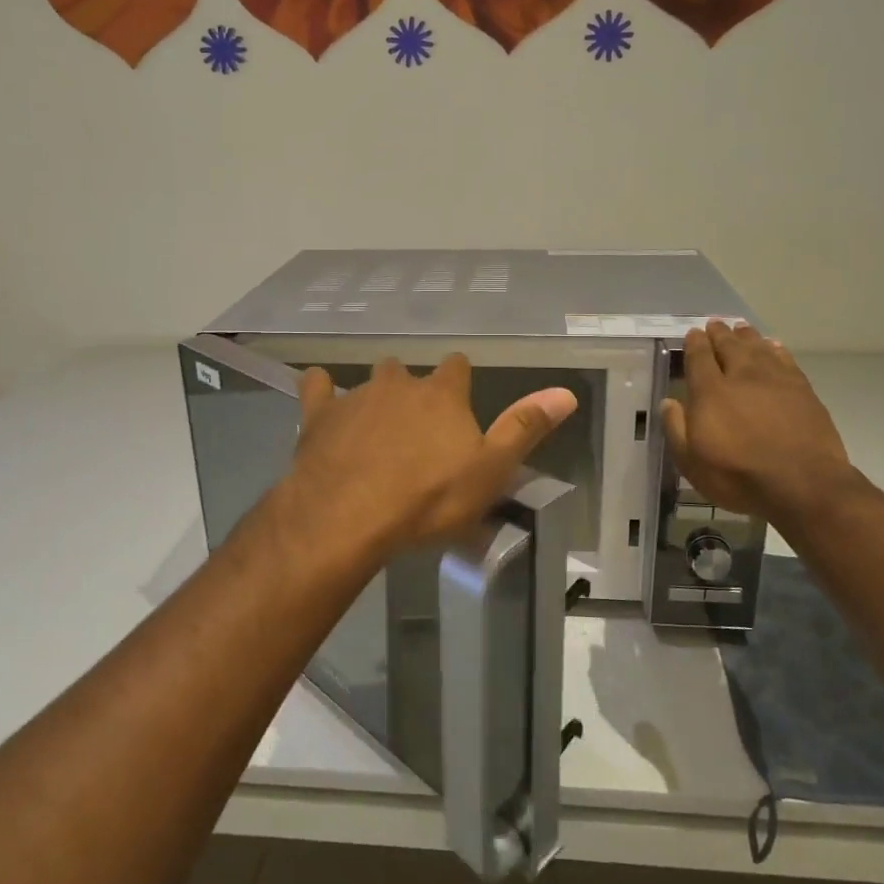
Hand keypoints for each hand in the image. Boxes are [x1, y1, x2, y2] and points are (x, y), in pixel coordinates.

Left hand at [282, 354, 577, 566]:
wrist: (349, 515)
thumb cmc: (428, 499)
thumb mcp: (490, 471)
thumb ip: (525, 429)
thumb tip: (565, 392)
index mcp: (443, 395)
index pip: (458, 368)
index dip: (460, 381)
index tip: (459, 401)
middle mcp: (400, 383)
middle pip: (410, 373)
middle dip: (414, 392)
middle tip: (416, 428)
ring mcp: (356, 396)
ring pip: (370, 383)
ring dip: (375, 399)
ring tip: (375, 430)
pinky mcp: (319, 414)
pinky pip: (317, 387)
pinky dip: (320, 390)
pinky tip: (320, 399)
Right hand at [659, 323, 859, 533]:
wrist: (802, 483)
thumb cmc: (738, 476)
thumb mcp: (692, 462)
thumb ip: (676, 428)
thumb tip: (669, 402)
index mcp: (710, 392)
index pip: (699, 357)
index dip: (695, 343)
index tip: (693, 333)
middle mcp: (741, 376)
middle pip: (729, 346)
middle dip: (720, 333)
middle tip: (715, 324)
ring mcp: (775, 380)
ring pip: (758, 347)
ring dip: (746, 336)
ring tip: (740, 328)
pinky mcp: (802, 390)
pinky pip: (785, 359)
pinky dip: (776, 349)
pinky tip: (773, 346)